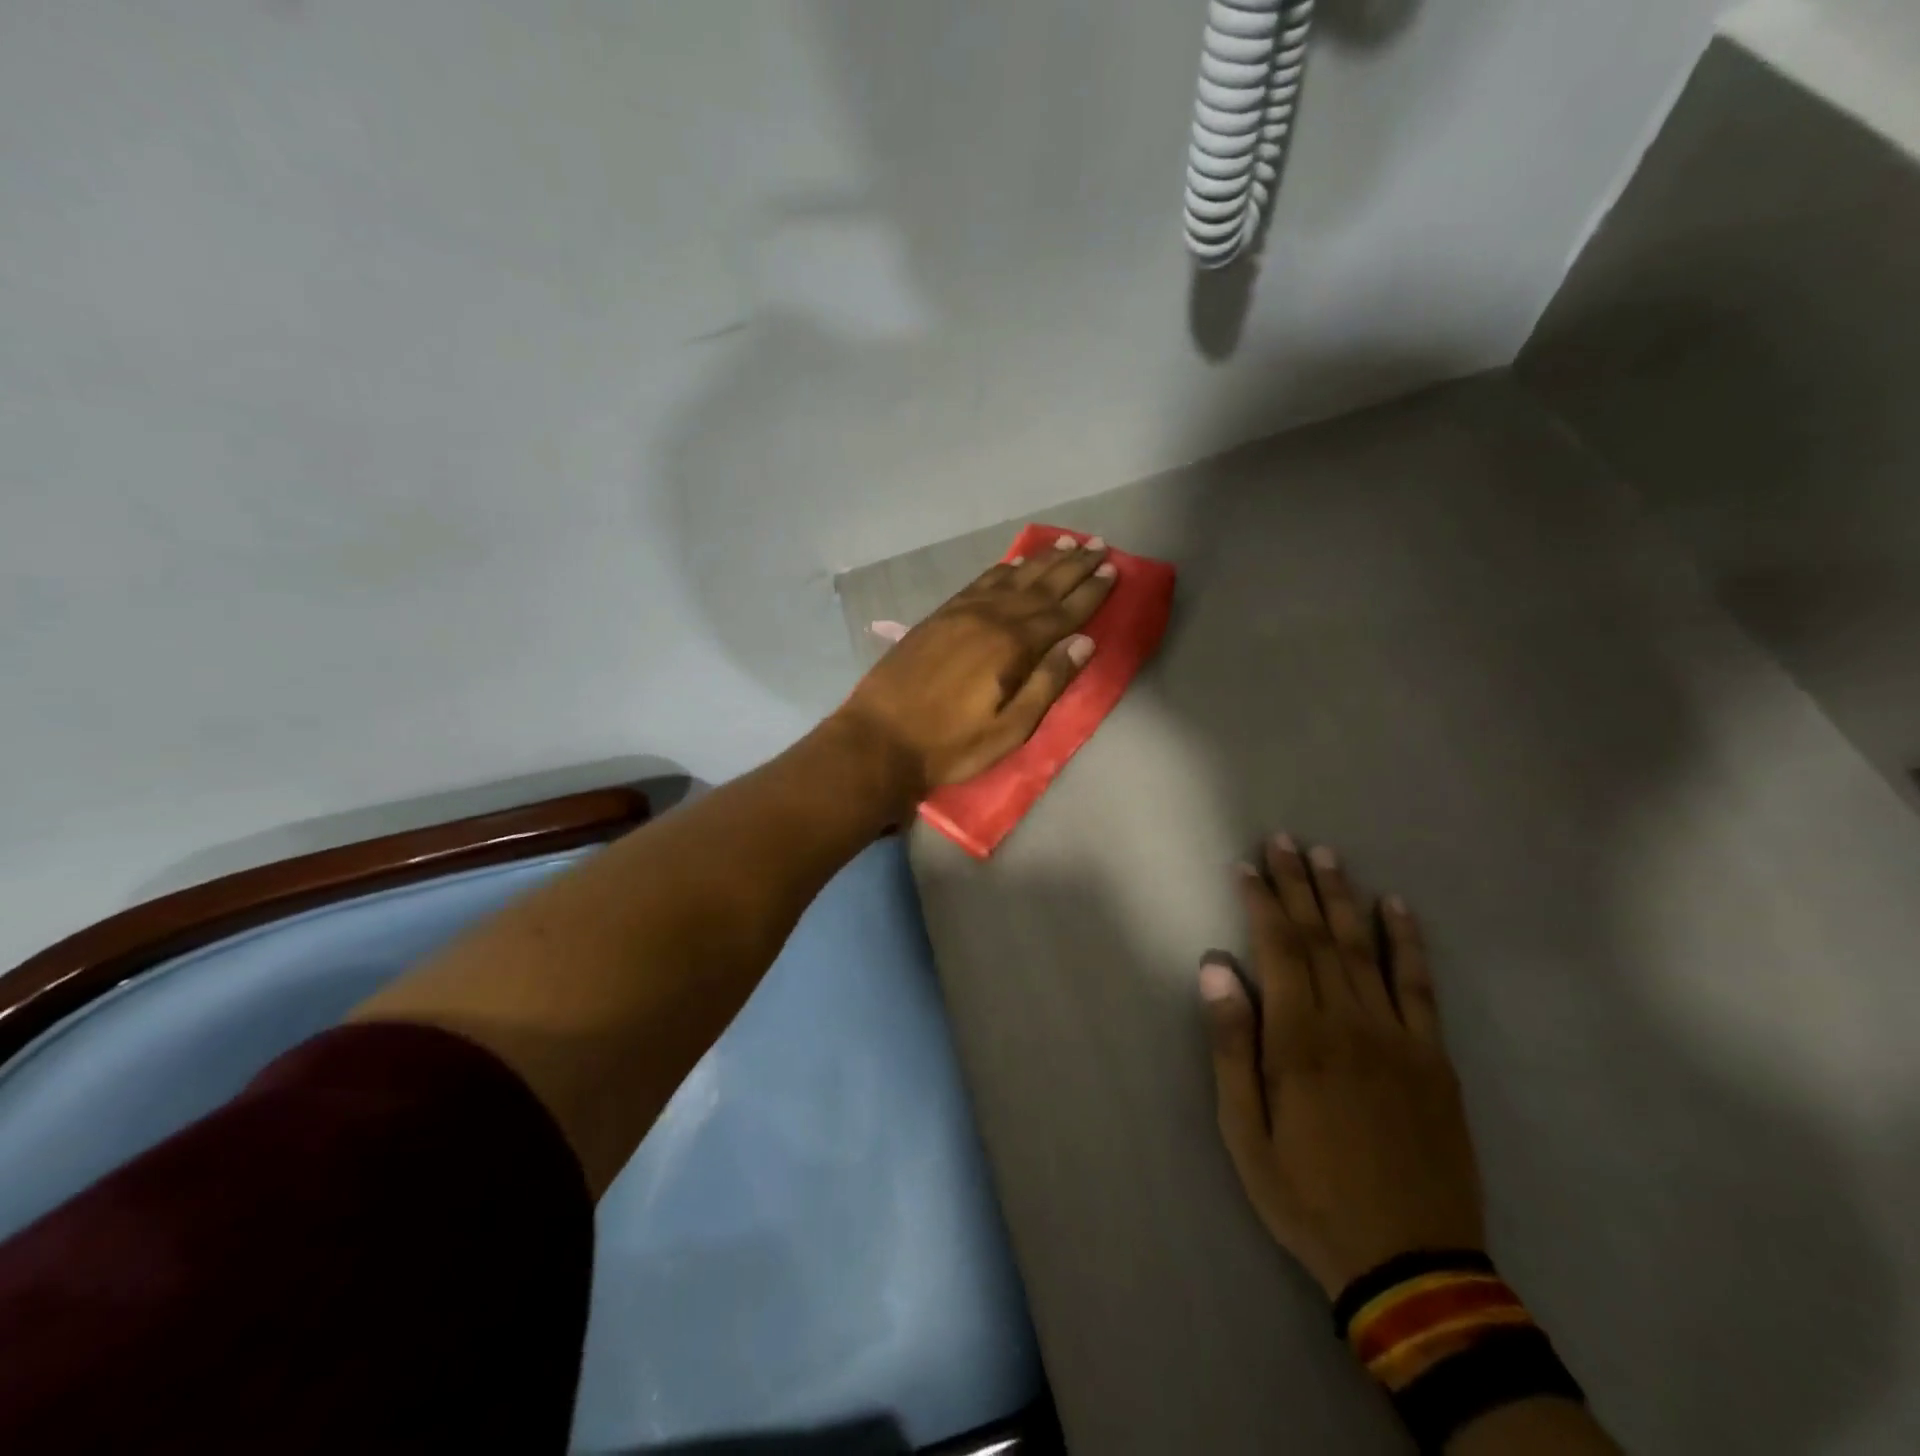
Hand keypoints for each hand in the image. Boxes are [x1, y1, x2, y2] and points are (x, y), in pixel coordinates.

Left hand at [833, 533, 1116, 801]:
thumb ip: (1047, 683)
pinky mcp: (939, 616)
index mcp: (1013, 646)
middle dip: (1073, 566)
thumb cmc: (950, 745)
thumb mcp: (1010, 729)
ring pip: (1011, 577)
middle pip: (1041, 586)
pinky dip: (1003, 570)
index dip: (1091, 591)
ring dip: (1042, 561)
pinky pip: (979, 582)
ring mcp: (961, 613)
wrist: (880, 738)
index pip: (1063, 611)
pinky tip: (1014, 564)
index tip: (1114, 569)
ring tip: (1066, 543)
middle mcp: (990, 618)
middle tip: (1099, 545)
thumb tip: (1083, 642)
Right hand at [1200, 835, 1485, 1299]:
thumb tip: (1215, 968)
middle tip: (1284, 839)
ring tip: (1328, 855)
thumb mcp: (1244, 1131)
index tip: (1246, 866)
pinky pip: (1419, 986)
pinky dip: (1407, 942)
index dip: (1260, 902)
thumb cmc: (1307, 1194)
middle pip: (1319, 936)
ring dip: (1343, 896)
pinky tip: (1396, 907)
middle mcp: (1350, 1022)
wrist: (1410, 1264)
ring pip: (1365, 948)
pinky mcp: (1434, 1057)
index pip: (1277, 949)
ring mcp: (1399, 1037)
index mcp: (1299, 1039)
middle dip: (1298, 883)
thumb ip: (1231, 1044)